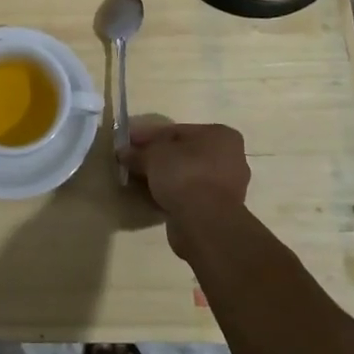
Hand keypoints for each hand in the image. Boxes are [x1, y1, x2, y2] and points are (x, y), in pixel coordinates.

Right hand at [122, 122, 250, 259]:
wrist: (204, 223)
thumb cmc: (184, 175)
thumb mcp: (153, 156)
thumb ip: (138, 152)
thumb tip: (123, 153)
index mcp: (220, 135)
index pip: (177, 131)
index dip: (148, 136)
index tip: (128, 142)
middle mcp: (230, 158)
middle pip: (183, 153)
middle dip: (157, 157)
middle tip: (132, 161)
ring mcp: (227, 187)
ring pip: (187, 175)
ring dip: (164, 177)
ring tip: (139, 181)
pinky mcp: (219, 211)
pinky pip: (189, 195)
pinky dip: (172, 195)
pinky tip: (152, 197)